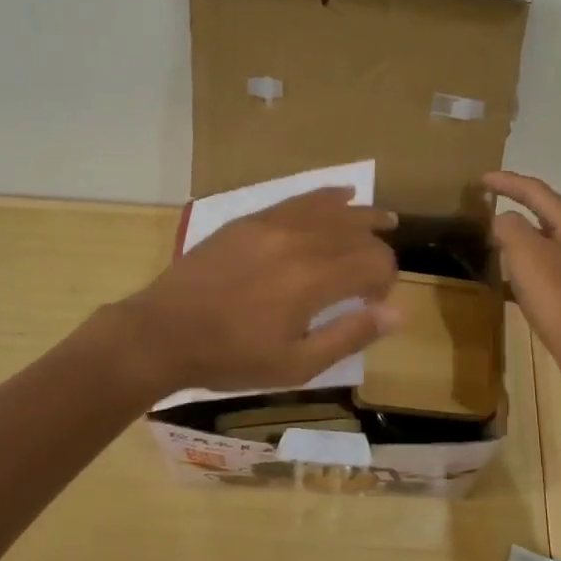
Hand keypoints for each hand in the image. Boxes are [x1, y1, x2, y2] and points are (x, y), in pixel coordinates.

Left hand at [116, 188, 399, 395]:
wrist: (163, 333)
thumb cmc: (232, 357)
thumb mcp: (297, 364)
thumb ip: (350, 335)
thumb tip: (397, 313)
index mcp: (313, 279)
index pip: (374, 262)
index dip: (386, 281)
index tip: (374, 303)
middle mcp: (300, 240)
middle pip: (358, 233)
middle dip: (377, 252)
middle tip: (374, 278)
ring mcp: (273, 224)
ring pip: (332, 209)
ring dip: (363, 215)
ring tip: (385, 220)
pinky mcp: (251, 219)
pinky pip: (299, 199)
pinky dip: (327, 197)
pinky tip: (343, 195)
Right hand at [485, 172, 560, 394]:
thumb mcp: (527, 254)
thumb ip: (510, 227)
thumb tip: (504, 220)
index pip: (536, 191)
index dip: (507, 182)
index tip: (480, 179)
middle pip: (545, 214)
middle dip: (516, 208)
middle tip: (486, 207)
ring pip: (547, 244)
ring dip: (520, 240)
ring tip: (493, 243)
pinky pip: (549, 271)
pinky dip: (527, 269)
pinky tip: (510, 284)